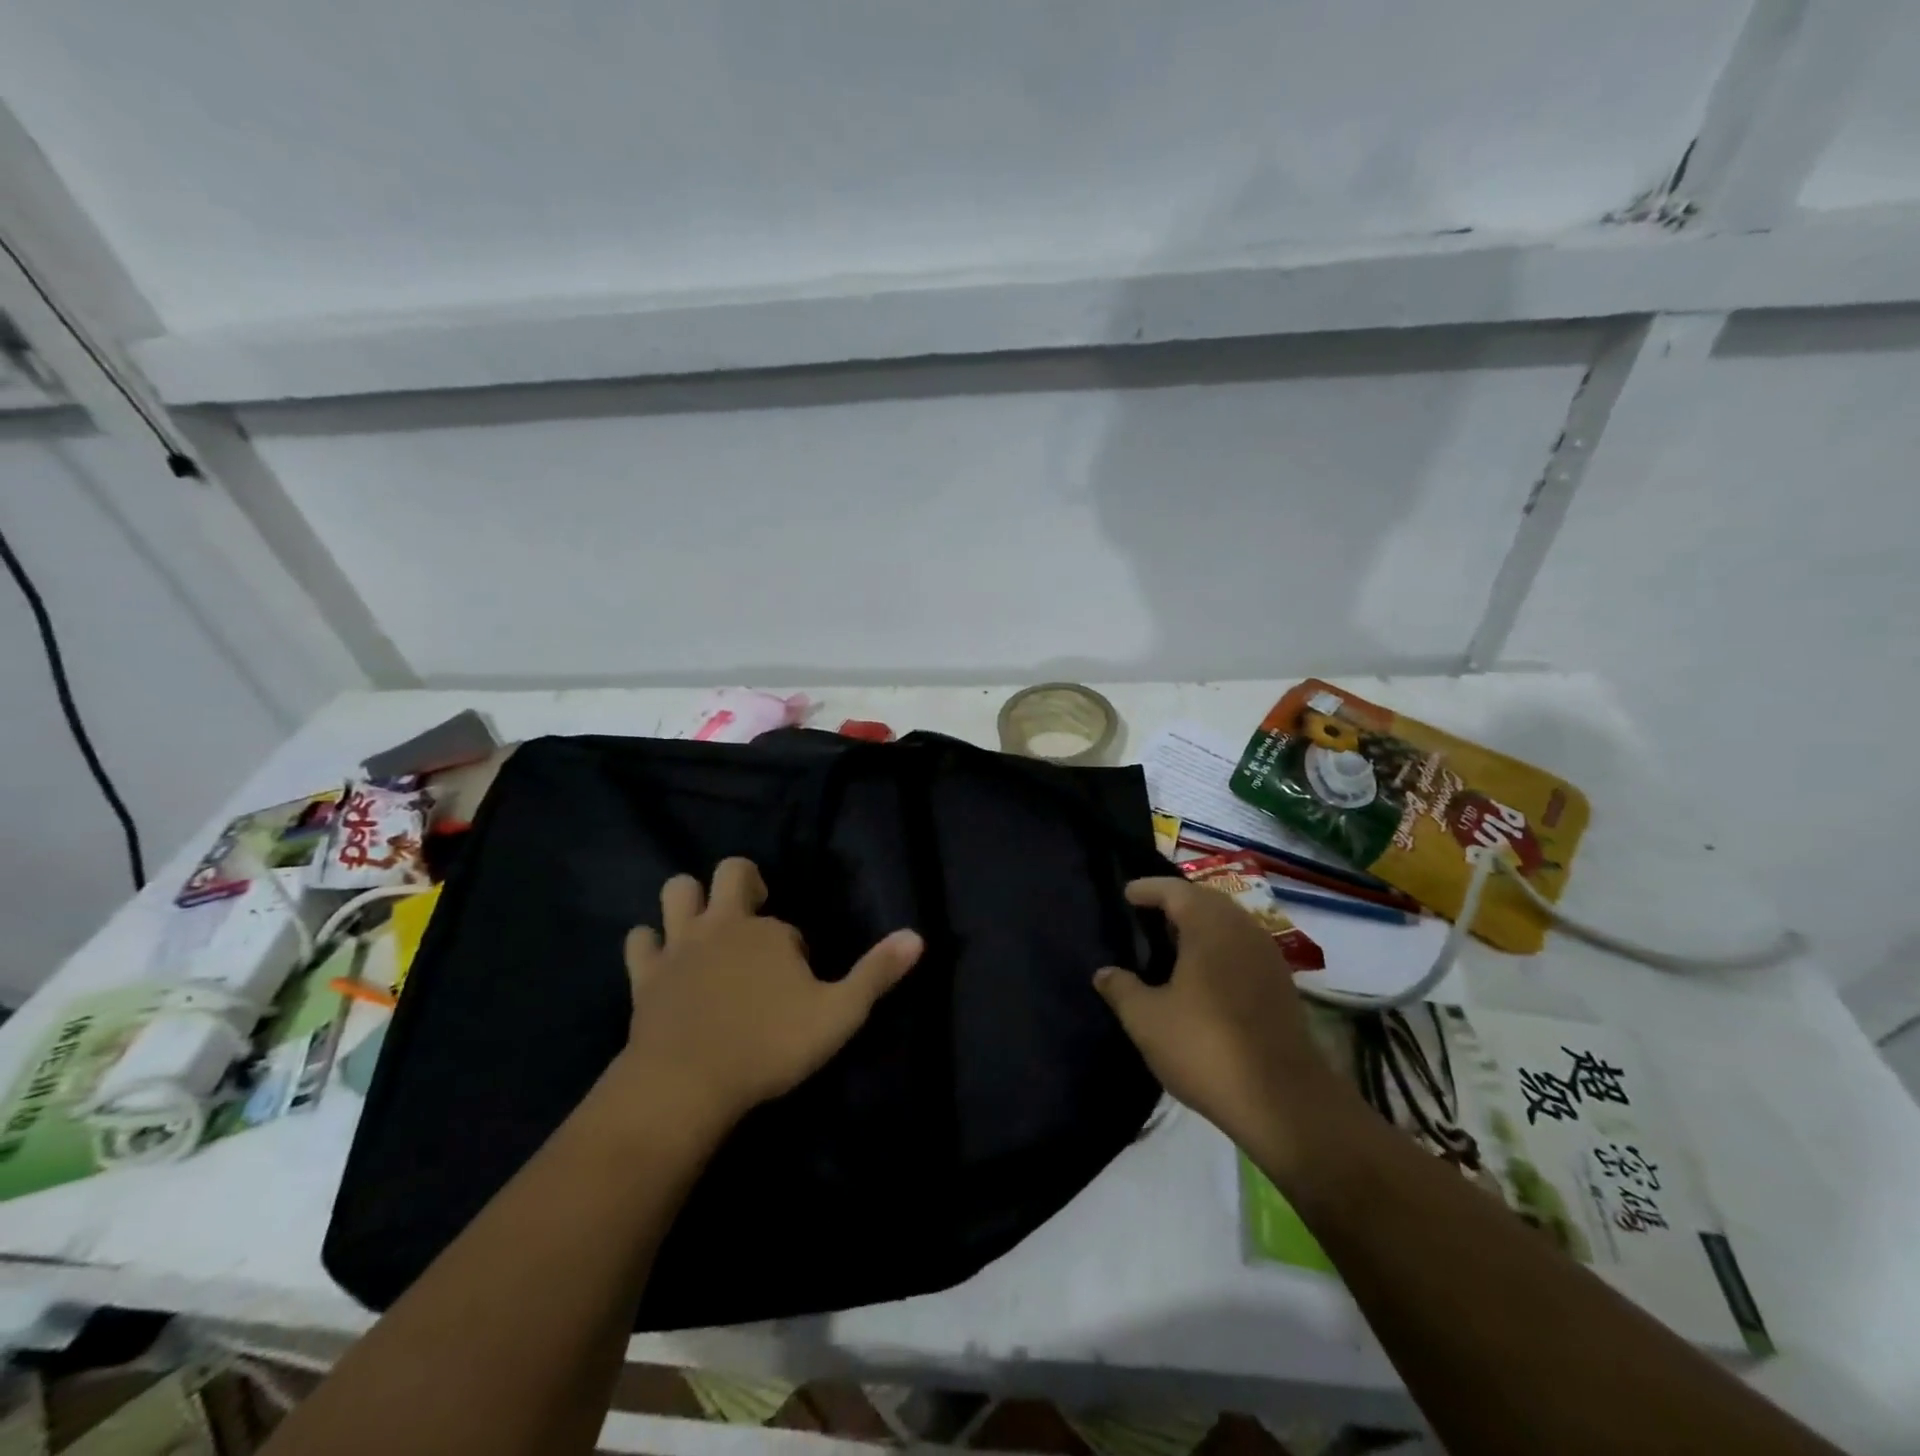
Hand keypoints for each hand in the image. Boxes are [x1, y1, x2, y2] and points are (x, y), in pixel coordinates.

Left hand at [613, 858, 923, 1127]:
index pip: (786, 924)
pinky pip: (639, 941)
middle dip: (743, 883)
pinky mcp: (645, 974)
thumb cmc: (768, 1046)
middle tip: (753, 915)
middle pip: (730, 873)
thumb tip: (918, 936)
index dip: (794, 947)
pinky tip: (662, 961)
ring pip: (677, 891)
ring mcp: (679, 946)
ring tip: (705, 929)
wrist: (686, 1083)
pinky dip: (650, 944)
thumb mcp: (839, 1014)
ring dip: (690, 902)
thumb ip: (877, 974)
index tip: (797, 982)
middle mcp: (723, 924)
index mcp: (768, 931)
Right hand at [1093, 878, 1352, 1170]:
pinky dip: (1218, 949)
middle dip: (1175, 903)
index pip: (1174, 890)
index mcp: (1209, 925)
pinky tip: (1201, 976)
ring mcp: (1268, 956)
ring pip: (1227, 925)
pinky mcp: (1281, 985)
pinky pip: (1242, 948)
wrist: (1283, 1102)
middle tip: (1145, 916)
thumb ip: (1121, 989)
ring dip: (1199, 927)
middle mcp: (1242, 929)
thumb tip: (1104, 973)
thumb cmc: (1205, 1048)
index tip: (1126, 894)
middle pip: (1205, 901)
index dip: (1147, 889)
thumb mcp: (1146, 1020)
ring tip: (1170, 945)